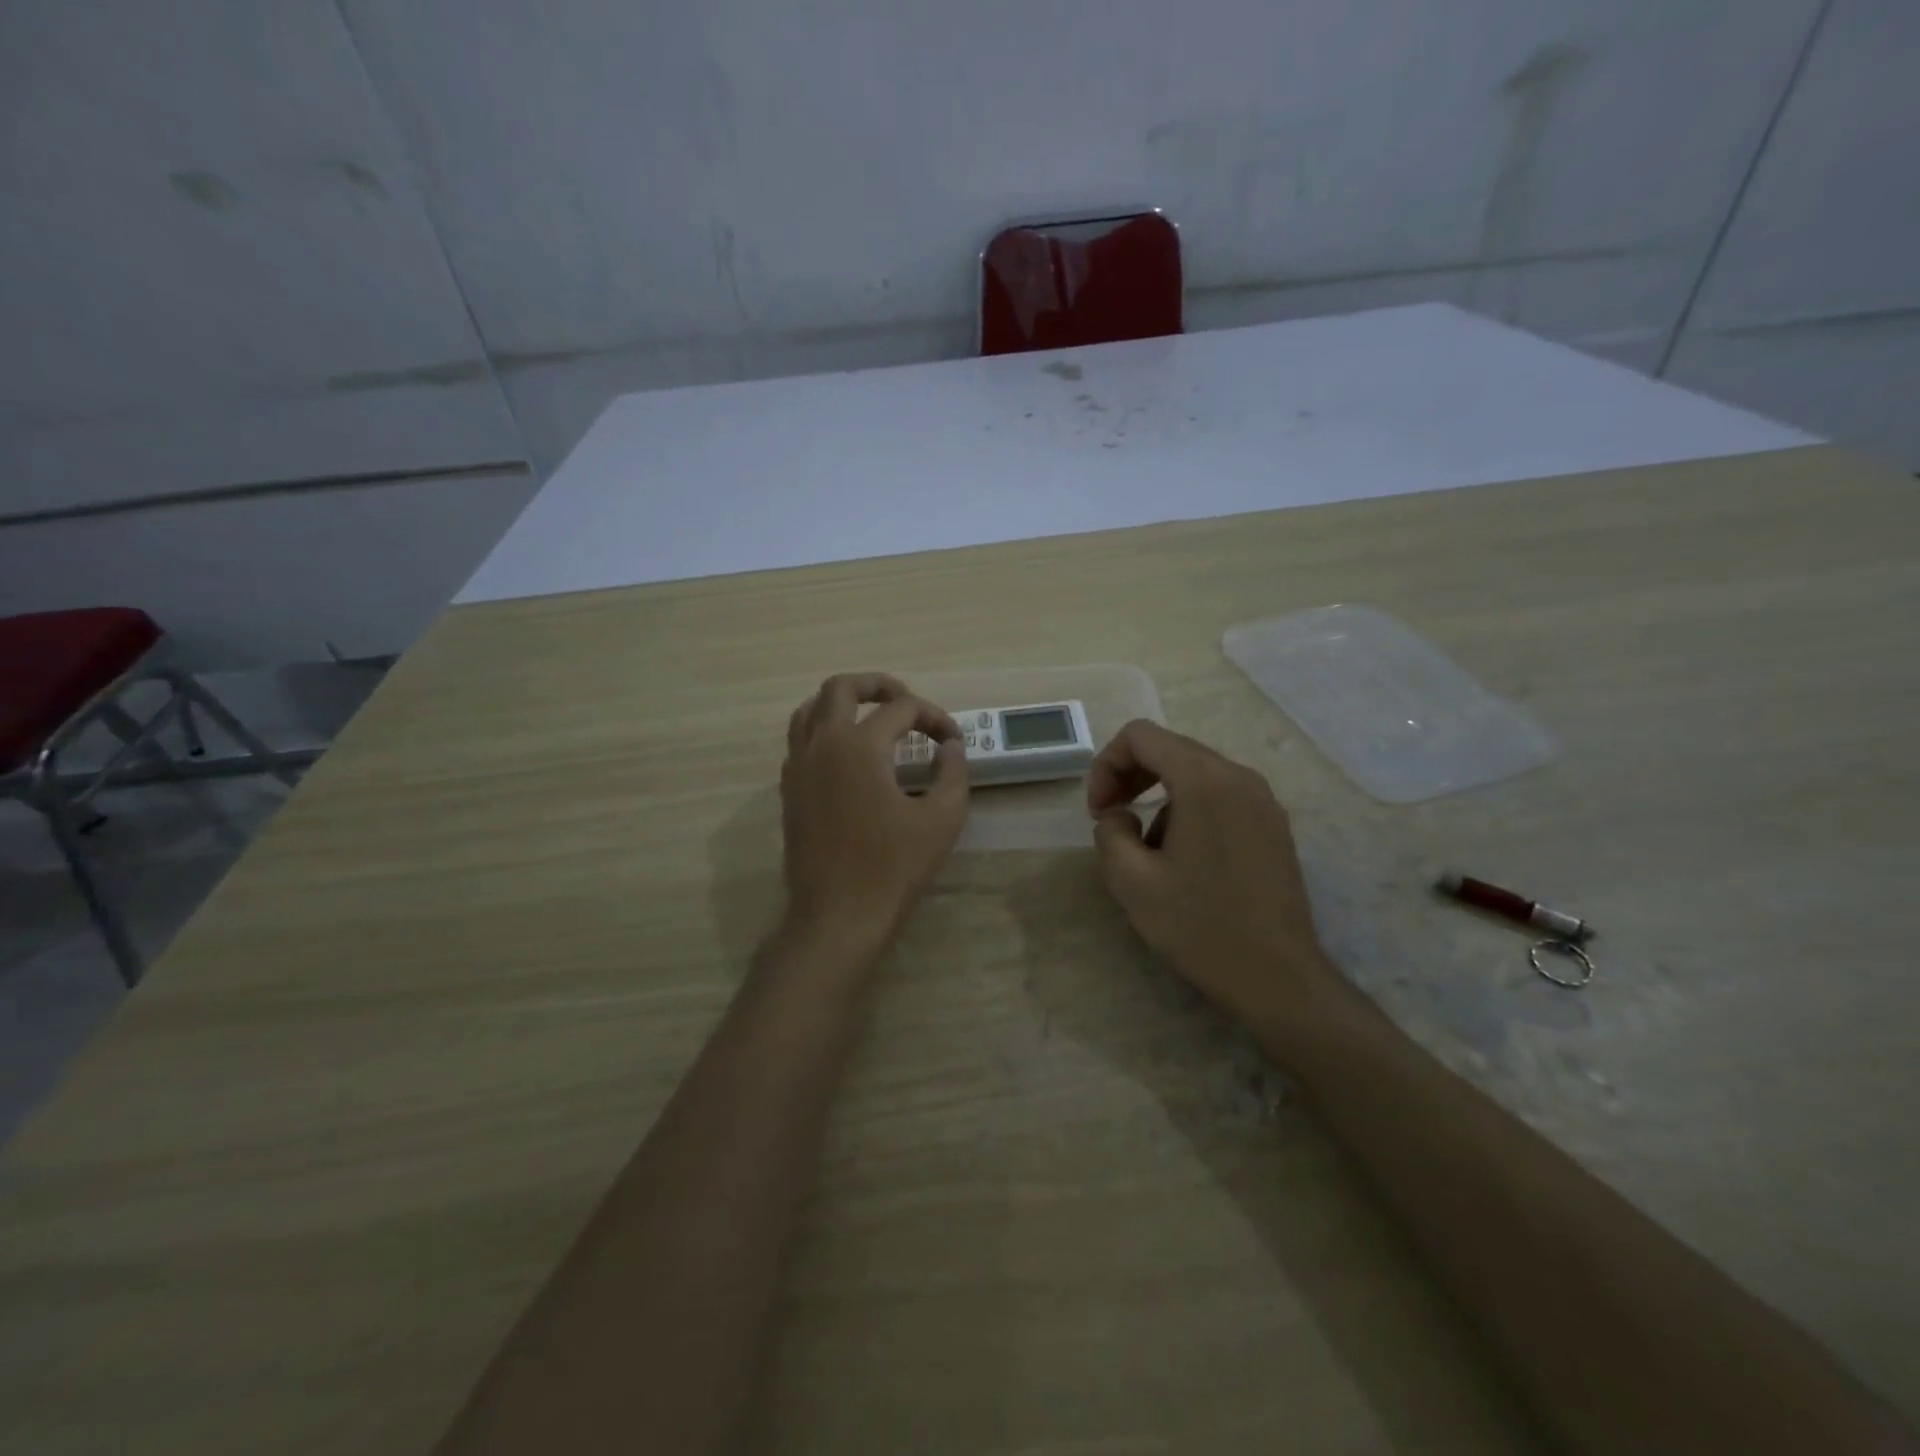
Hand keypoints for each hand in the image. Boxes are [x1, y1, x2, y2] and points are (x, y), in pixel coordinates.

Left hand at [779, 673, 969, 956]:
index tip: (951, 740)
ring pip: (810, 708)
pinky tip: (848, 753)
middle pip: (841, 687)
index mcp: (860, 746)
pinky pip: (799, 739)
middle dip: (878, 685)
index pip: (901, 709)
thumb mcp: (942, 817)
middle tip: (905, 700)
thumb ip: (952, 771)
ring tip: (872, 717)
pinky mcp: (789, 788)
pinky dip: (823, 729)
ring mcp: (798, 765)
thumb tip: (949, 746)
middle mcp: (822, 744)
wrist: (839, 914)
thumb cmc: (894, 867)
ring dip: (842, 702)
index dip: (933, 717)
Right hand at [1086, 720, 1345, 1033]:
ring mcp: (1263, 801)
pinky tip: (1184, 860)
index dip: (1106, 765)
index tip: (1098, 811)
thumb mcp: (1131, 881)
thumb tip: (1121, 816)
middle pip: (1170, 749)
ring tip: (1148, 851)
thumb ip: (1109, 832)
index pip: (1141, 736)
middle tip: (1109, 820)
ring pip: (1195, 774)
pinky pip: (1221, 797)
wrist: (1278, 978)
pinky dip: (1189, 810)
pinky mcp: (1274, 826)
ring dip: (1158, 797)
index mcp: (1204, 781)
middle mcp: (1239, 777)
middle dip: (1130, 777)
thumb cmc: (1200, 927)